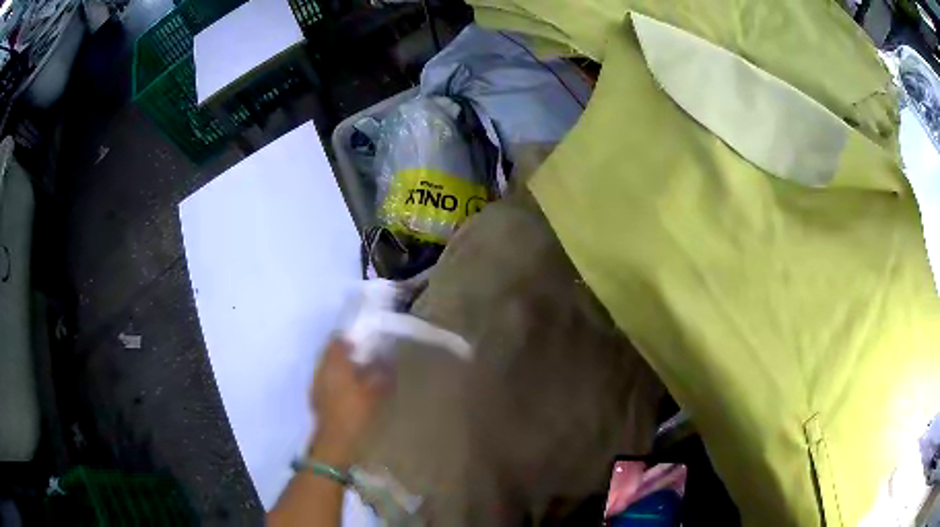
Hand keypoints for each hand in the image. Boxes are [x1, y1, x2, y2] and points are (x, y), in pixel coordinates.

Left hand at [308, 339, 388, 467]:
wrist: (335, 444)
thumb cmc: (355, 415)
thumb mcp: (374, 393)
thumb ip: (382, 373)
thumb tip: (389, 358)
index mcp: (333, 364)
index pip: (337, 341)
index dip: (351, 340)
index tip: (366, 345)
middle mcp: (321, 370)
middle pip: (331, 354)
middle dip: (347, 355)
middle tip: (367, 361)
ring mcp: (316, 385)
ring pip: (329, 369)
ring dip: (342, 370)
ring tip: (361, 378)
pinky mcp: (316, 399)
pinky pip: (327, 382)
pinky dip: (338, 383)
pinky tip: (351, 394)